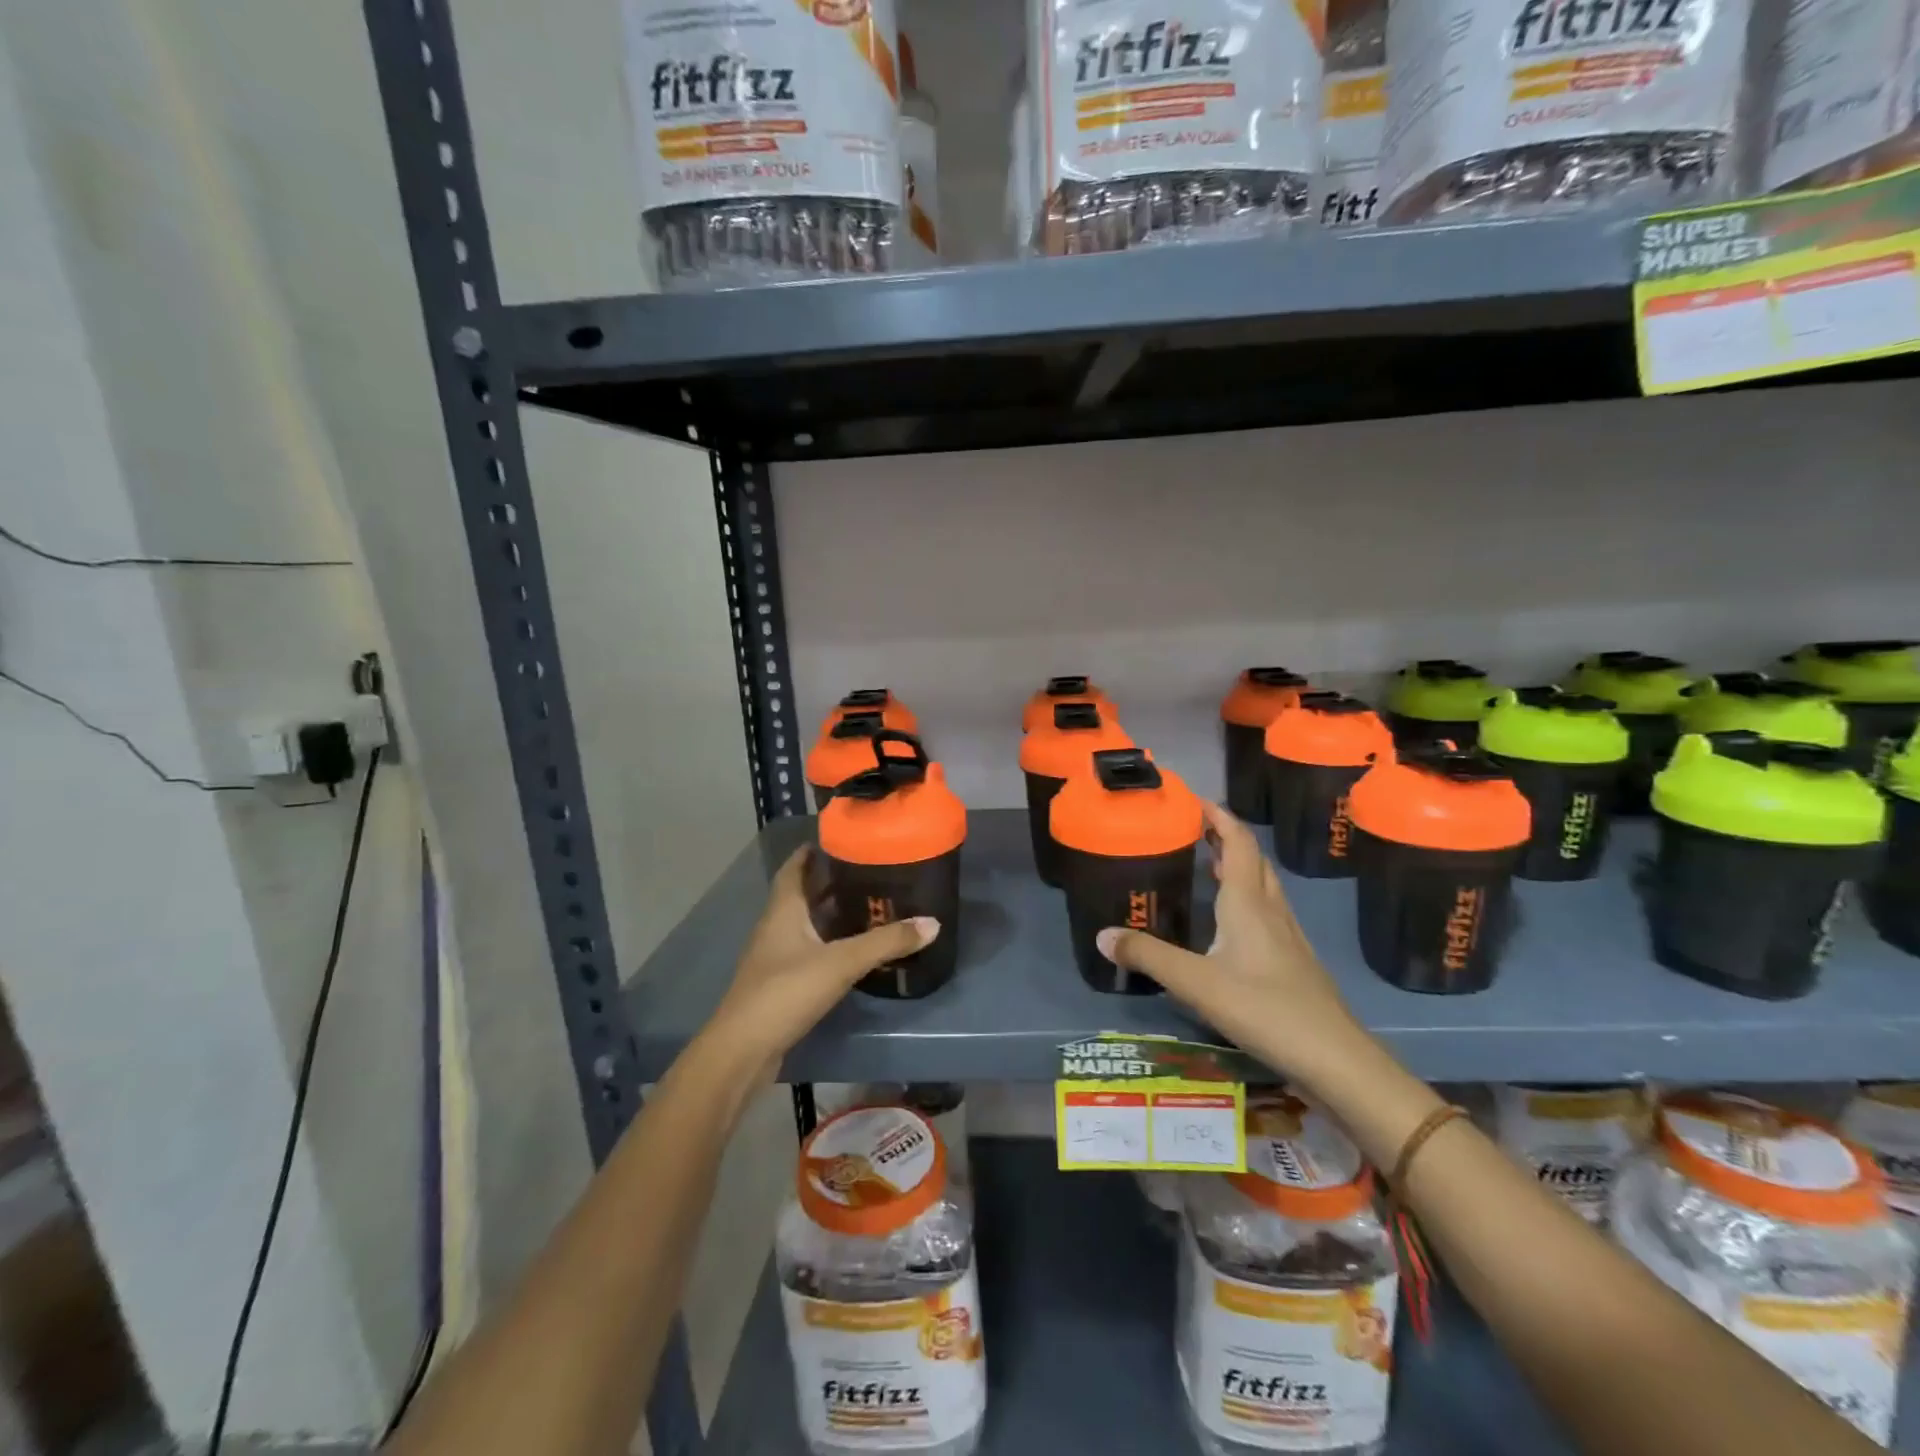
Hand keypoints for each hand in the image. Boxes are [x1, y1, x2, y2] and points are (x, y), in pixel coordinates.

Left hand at [702, 846, 937, 1081]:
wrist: (744, 1050)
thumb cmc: (786, 991)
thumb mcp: (841, 962)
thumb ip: (886, 942)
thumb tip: (932, 922)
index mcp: (783, 909)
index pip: (795, 867)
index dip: (813, 851)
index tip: (843, 839)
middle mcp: (776, 926)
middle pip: (803, 893)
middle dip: (831, 880)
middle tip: (869, 870)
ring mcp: (776, 956)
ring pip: (806, 923)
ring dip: (831, 912)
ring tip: (869, 904)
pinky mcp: (781, 983)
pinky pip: (808, 949)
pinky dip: (829, 942)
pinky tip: (853, 949)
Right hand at [1096, 802, 1361, 1080]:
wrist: (1334, 1059)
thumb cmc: (1264, 1009)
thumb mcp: (1196, 983)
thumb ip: (1148, 957)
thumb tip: (1102, 935)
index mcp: (1248, 904)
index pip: (1238, 843)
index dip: (1219, 817)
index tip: (1195, 800)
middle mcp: (1271, 911)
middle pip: (1253, 860)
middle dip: (1226, 838)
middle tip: (1196, 831)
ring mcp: (1289, 938)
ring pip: (1264, 887)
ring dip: (1239, 868)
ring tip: (1209, 867)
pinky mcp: (1296, 963)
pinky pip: (1269, 914)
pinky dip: (1248, 900)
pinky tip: (1233, 925)